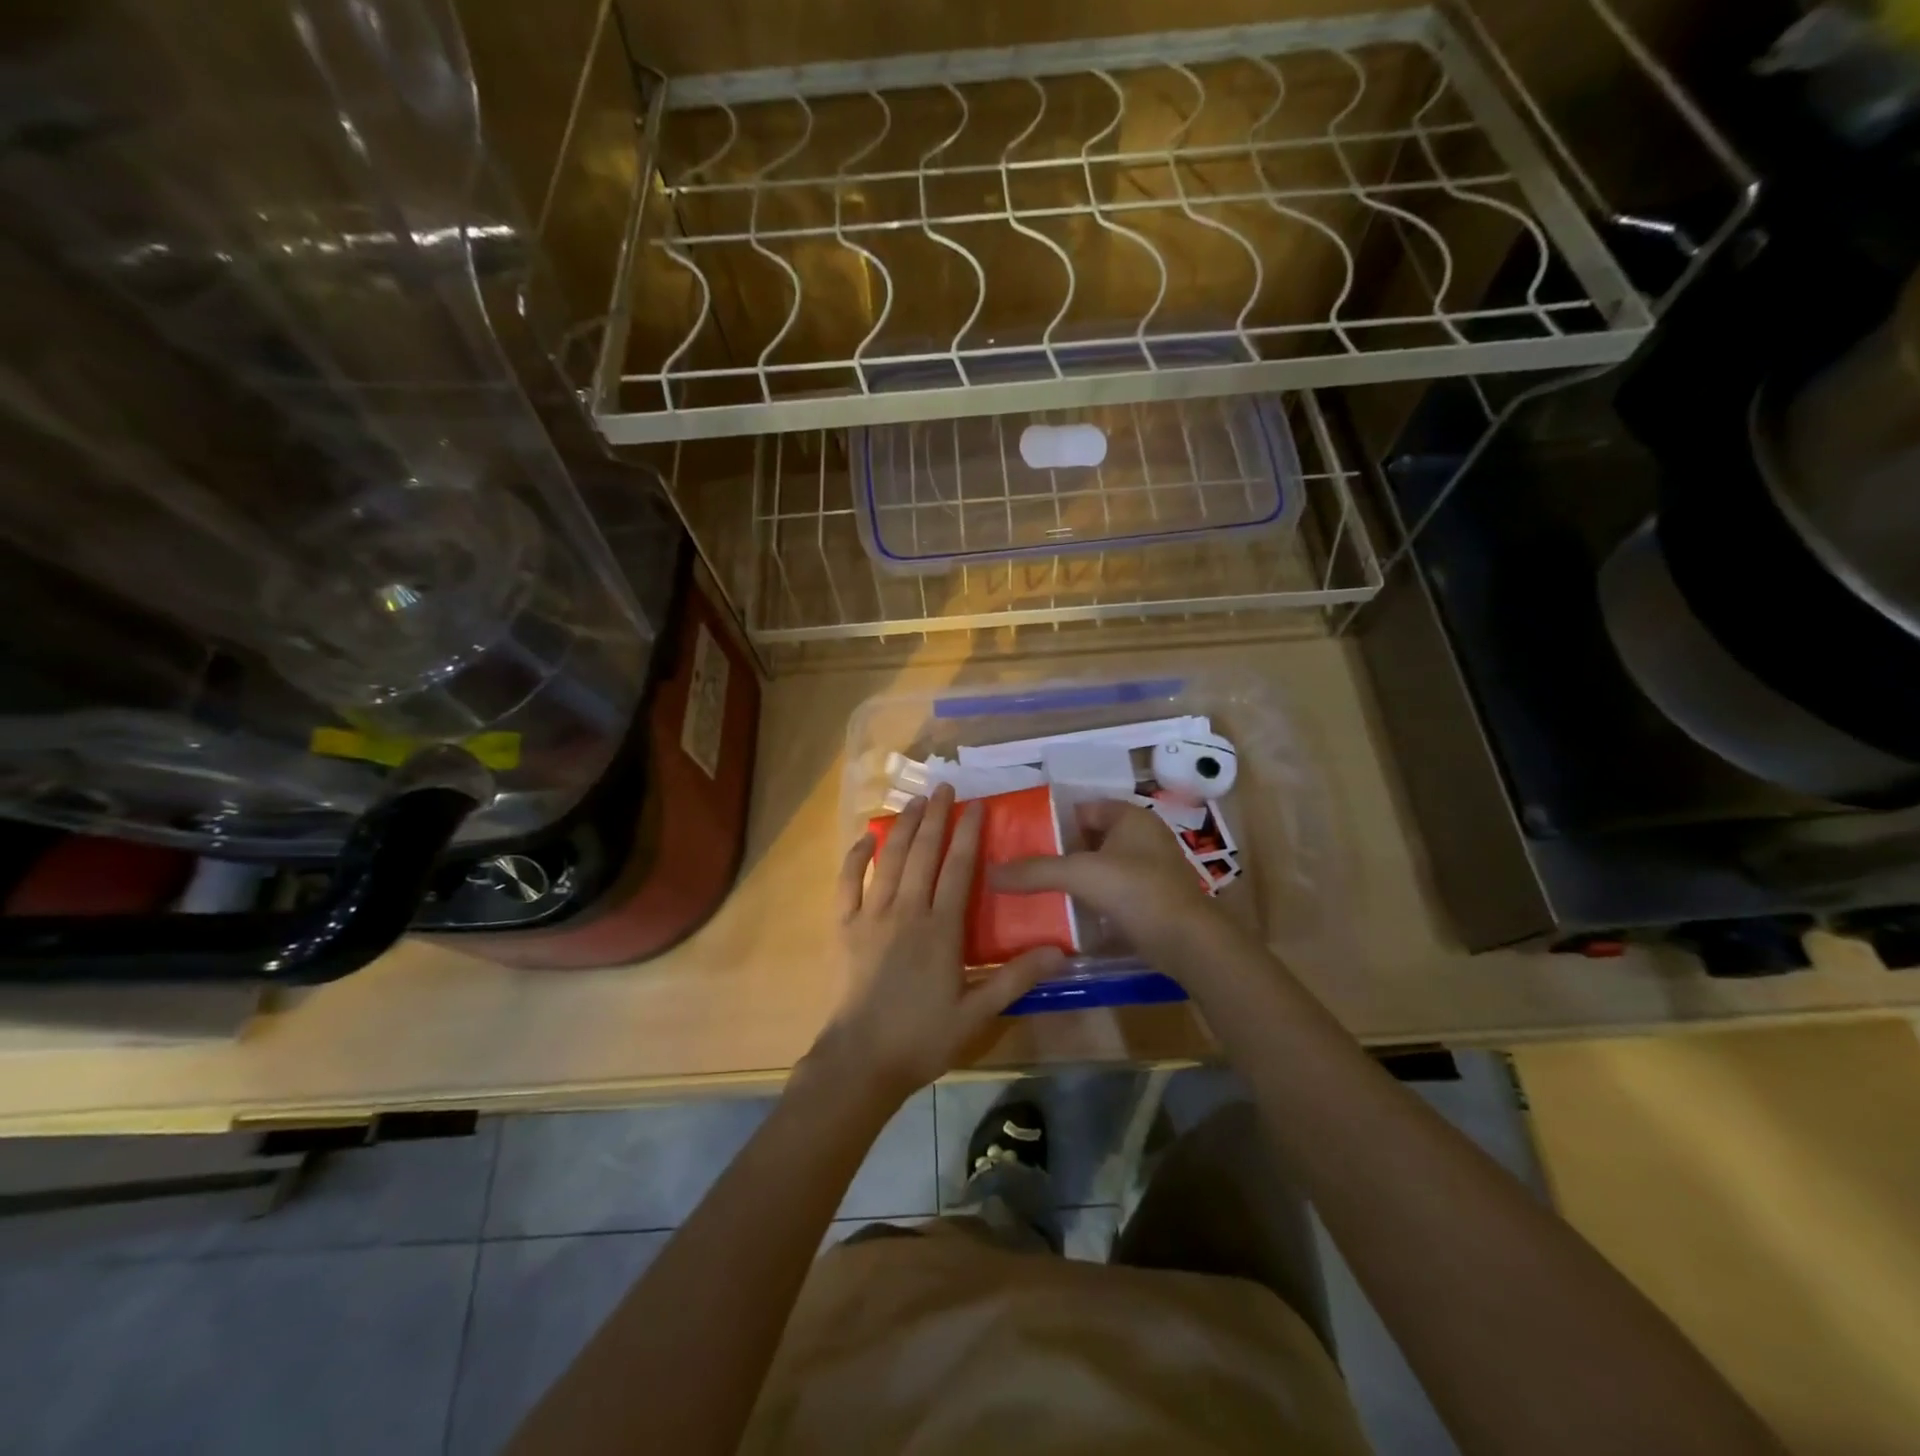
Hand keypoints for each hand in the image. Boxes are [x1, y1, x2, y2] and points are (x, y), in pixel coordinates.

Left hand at [814, 784, 1064, 1103]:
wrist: (861, 1061)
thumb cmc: (922, 1038)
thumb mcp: (977, 1013)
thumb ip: (1016, 978)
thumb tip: (1061, 952)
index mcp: (941, 929)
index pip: (959, 868)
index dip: (968, 833)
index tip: (976, 804)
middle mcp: (907, 911)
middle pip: (923, 853)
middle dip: (936, 817)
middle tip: (944, 787)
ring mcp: (872, 916)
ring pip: (889, 860)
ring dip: (903, 827)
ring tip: (915, 801)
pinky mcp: (845, 928)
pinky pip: (848, 883)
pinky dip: (856, 857)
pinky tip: (866, 838)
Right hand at [991, 800, 1223, 965]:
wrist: (1188, 942)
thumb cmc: (1136, 891)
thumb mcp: (1079, 874)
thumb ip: (1035, 871)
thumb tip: (990, 872)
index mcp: (1130, 817)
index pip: (1082, 808)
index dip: (1053, 820)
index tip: (1022, 837)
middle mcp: (1143, 836)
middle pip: (1090, 838)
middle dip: (1060, 851)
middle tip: (1024, 865)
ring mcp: (1151, 869)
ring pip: (1101, 866)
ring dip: (1075, 877)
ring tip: (1038, 889)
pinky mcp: (1152, 899)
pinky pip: (1113, 891)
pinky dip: (1092, 898)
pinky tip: (1066, 912)